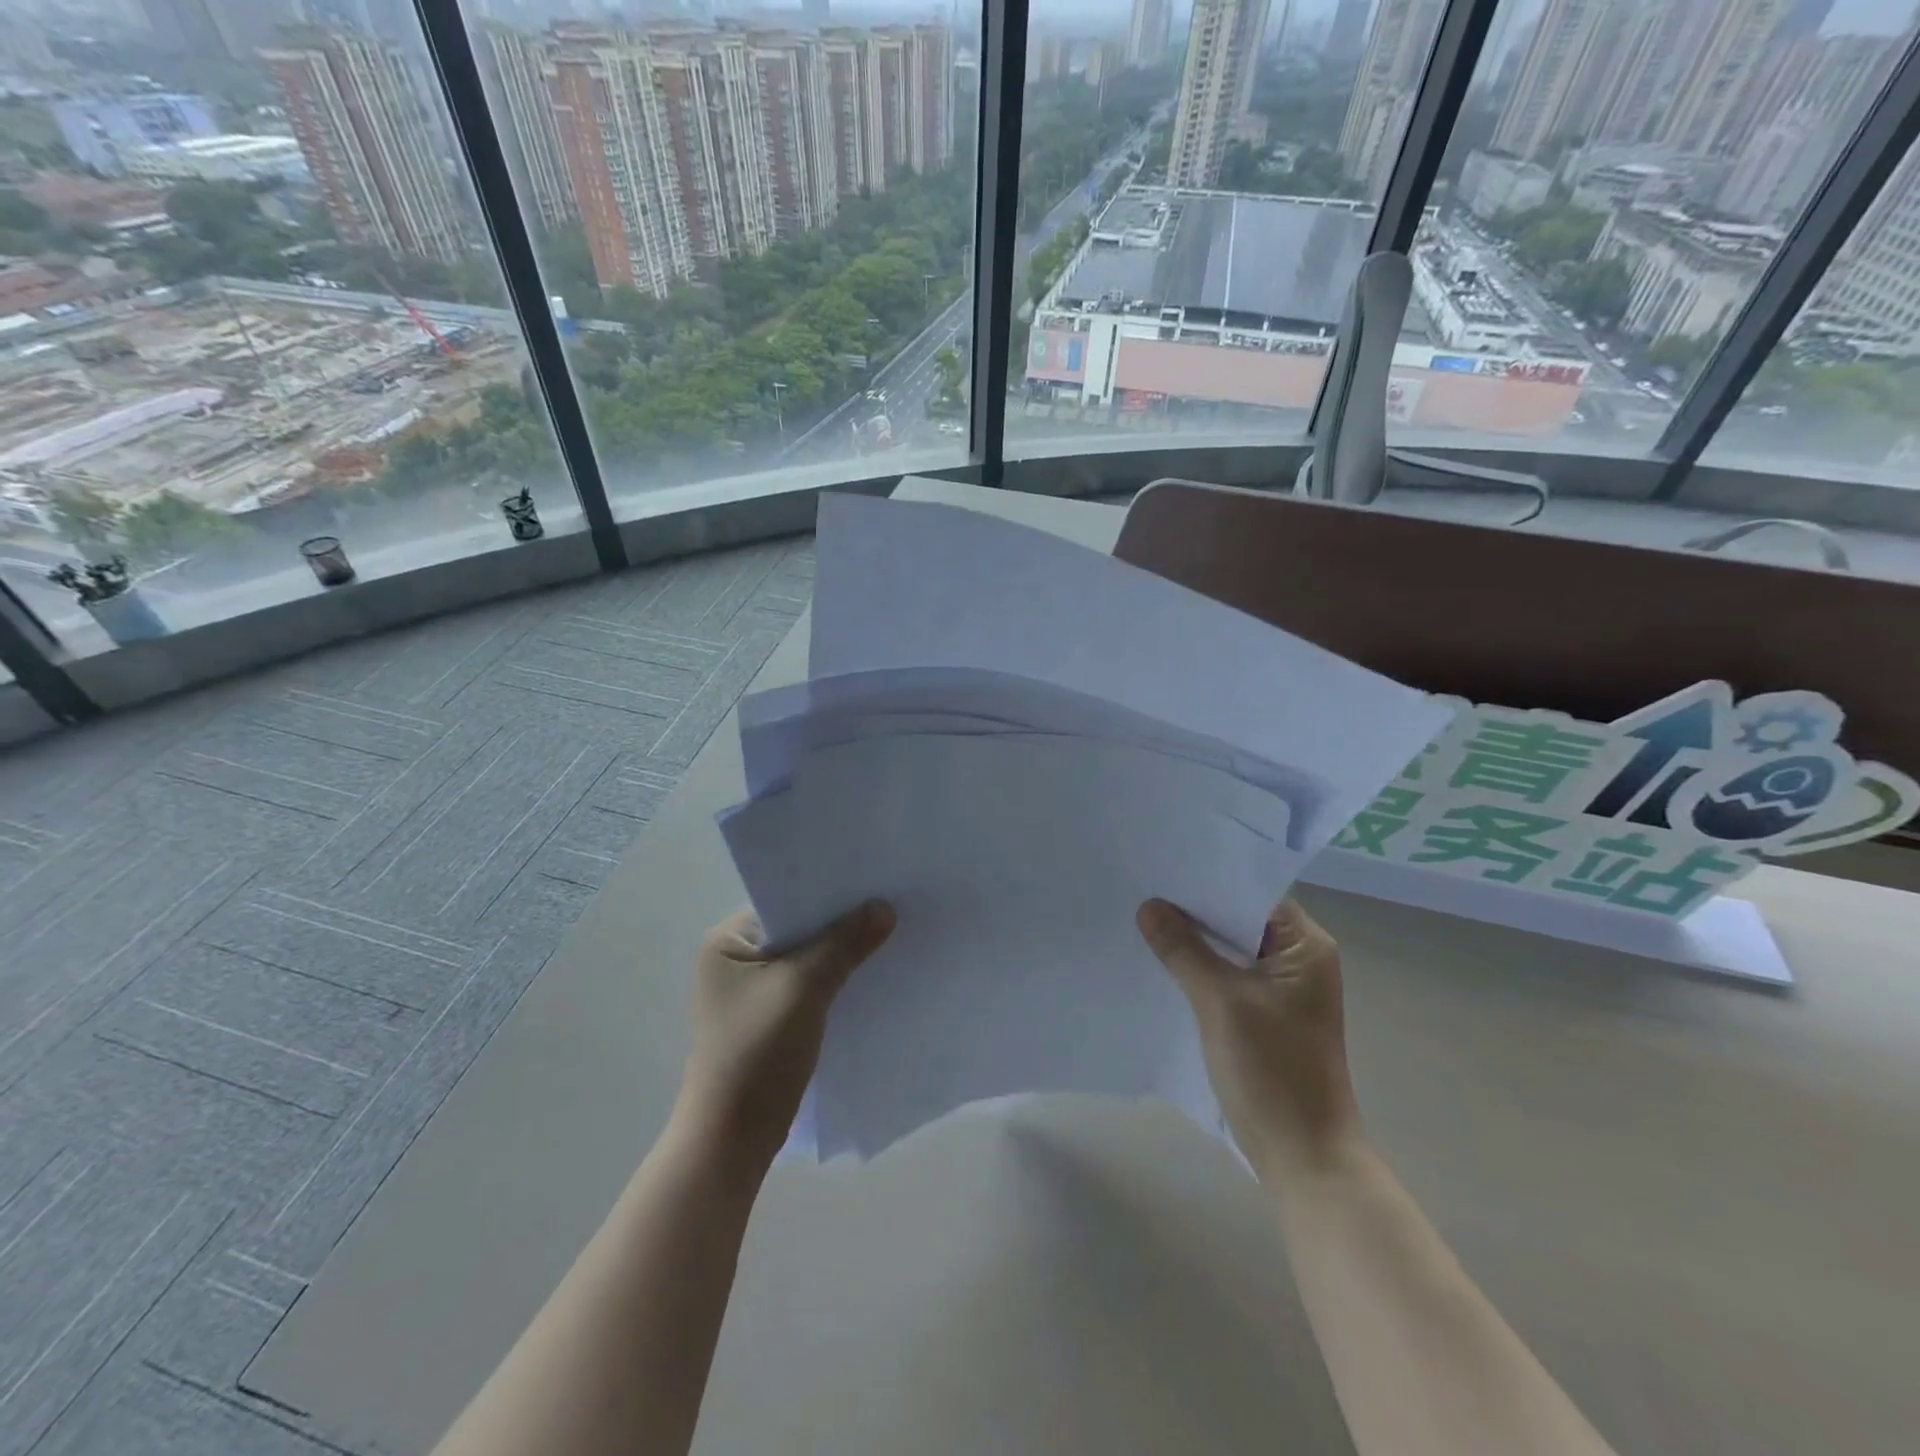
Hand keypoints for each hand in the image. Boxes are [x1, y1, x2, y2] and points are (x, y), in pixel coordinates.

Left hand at [676, 901, 894, 1173]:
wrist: (733, 1139)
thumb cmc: (758, 1052)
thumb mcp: (804, 988)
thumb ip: (844, 944)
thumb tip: (885, 907)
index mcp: (728, 940)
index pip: (786, 900)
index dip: (828, 891)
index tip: (873, 880)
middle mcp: (736, 958)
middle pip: (799, 928)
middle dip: (840, 922)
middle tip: (889, 904)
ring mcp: (753, 990)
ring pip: (808, 957)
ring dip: (841, 952)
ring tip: (889, 934)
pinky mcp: (771, 1017)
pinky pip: (810, 984)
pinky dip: (837, 979)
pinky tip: (871, 974)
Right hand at [1138, 897, 1360, 1178]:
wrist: (1302, 1156)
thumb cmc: (1272, 1070)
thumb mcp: (1221, 1002)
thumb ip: (1184, 950)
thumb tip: (1149, 907)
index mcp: (1306, 947)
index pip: (1253, 894)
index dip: (1209, 881)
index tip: (1163, 867)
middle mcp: (1300, 961)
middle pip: (1240, 920)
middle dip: (1194, 909)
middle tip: (1144, 887)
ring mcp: (1283, 990)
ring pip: (1231, 949)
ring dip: (1195, 940)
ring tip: (1144, 918)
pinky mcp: (1266, 1015)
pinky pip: (1228, 976)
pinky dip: (1200, 968)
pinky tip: (1162, 961)